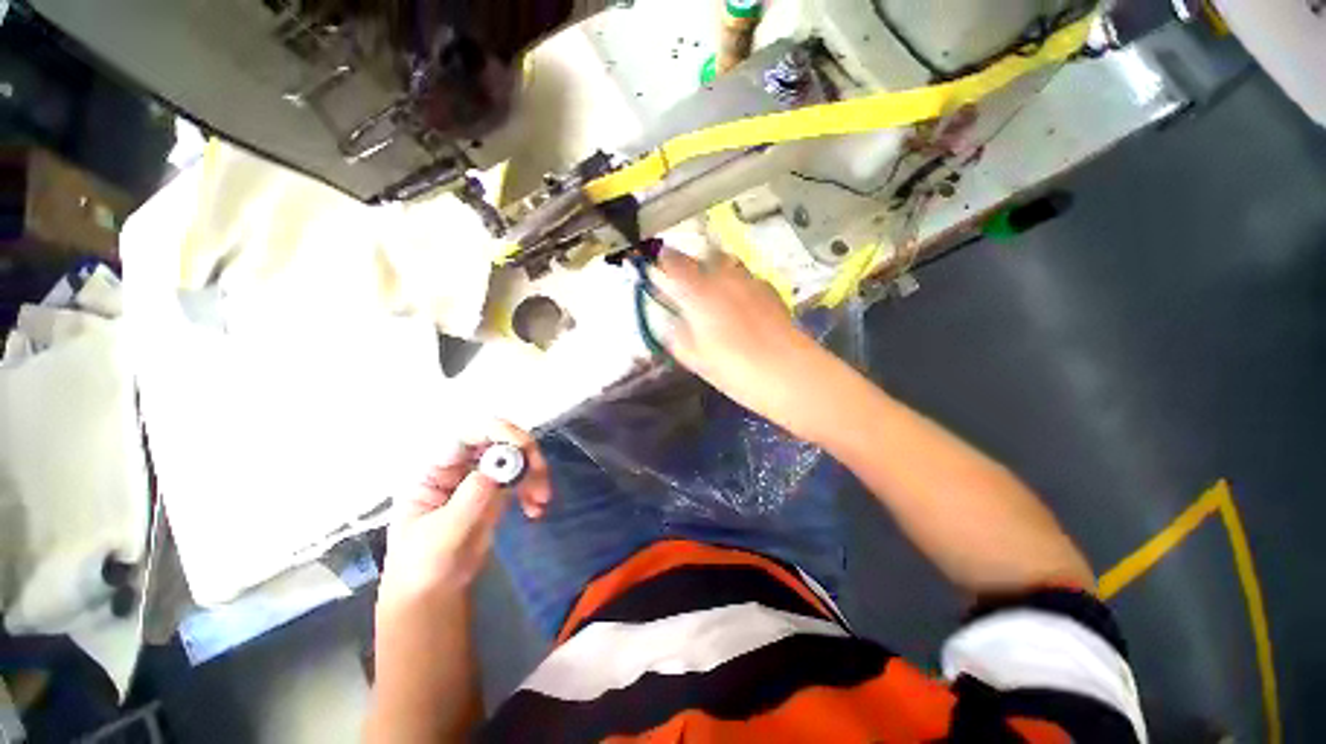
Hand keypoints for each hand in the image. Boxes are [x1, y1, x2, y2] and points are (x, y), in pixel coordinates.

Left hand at [379, 421, 550, 606]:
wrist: (432, 591)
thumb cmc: (421, 564)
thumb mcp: (440, 535)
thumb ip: (468, 501)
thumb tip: (496, 469)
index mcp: (435, 468)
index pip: (468, 435)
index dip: (498, 432)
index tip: (524, 448)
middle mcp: (460, 465)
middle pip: (499, 440)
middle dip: (525, 453)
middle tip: (540, 473)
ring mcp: (480, 476)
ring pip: (516, 457)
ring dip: (534, 472)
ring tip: (541, 499)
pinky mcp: (497, 490)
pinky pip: (523, 477)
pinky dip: (534, 488)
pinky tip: (535, 509)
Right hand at [649, 248, 827, 438]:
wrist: (788, 373)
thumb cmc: (734, 369)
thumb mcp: (695, 359)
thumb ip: (677, 336)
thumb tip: (672, 323)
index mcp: (699, 292)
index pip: (674, 263)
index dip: (664, 261)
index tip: (660, 268)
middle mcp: (724, 278)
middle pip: (705, 256)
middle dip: (694, 264)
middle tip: (690, 284)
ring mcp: (750, 281)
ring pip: (729, 264)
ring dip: (718, 272)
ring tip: (716, 294)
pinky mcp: (770, 291)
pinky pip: (748, 279)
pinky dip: (738, 285)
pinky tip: (742, 306)